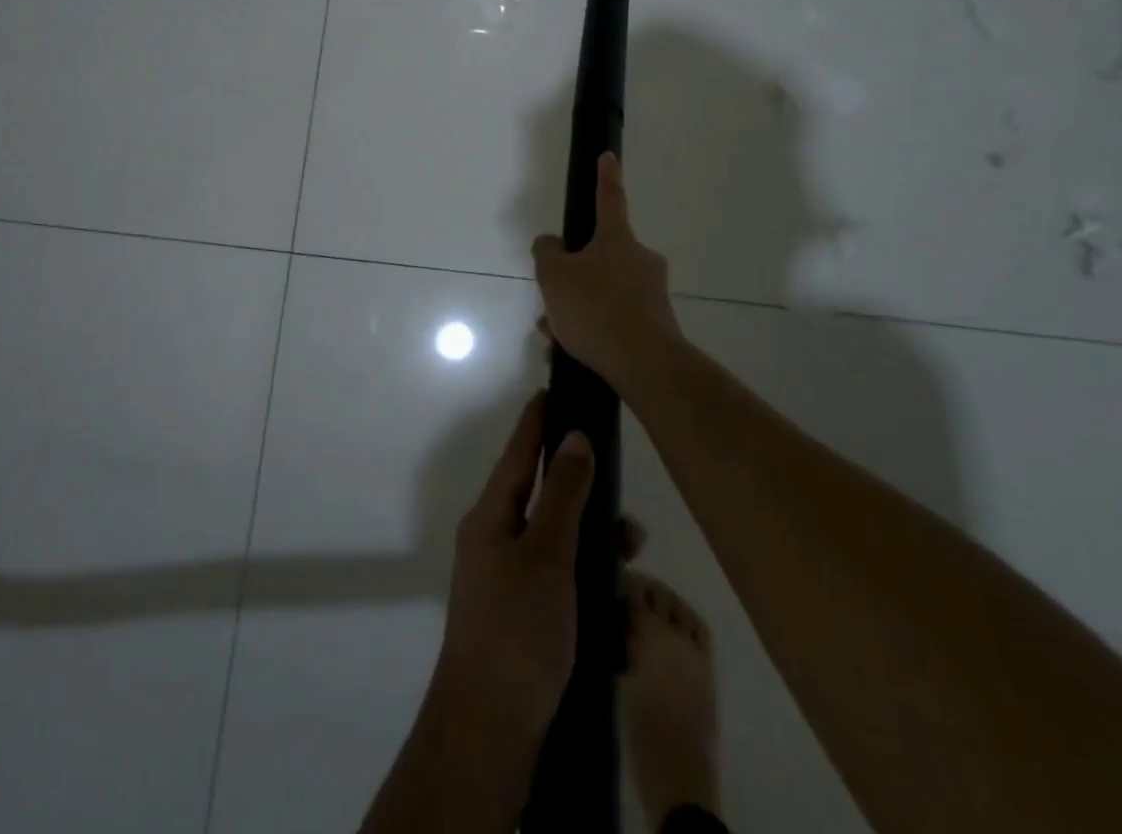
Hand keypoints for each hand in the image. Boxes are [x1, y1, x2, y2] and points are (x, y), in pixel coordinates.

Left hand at [433, 392, 595, 754]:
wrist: (490, 731)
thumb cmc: (516, 628)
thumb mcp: (546, 554)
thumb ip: (563, 494)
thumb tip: (574, 436)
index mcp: (491, 518)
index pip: (517, 453)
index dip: (536, 421)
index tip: (554, 389)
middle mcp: (497, 543)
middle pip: (545, 503)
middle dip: (587, 503)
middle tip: (628, 521)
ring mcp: (510, 584)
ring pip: (561, 548)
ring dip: (596, 554)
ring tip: (631, 574)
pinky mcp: (527, 622)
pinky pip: (565, 590)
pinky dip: (591, 595)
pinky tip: (620, 621)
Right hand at [532, 153, 683, 393]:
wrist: (645, 363)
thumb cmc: (596, 308)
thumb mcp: (554, 276)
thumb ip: (547, 253)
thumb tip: (551, 244)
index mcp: (617, 239)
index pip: (609, 198)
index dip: (605, 176)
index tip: (609, 156)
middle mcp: (640, 259)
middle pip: (601, 256)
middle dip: (575, 275)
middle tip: (553, 298)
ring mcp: (652, 293)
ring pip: (605, 291)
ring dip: (580, 307)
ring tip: (556, 334)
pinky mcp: (657, 324)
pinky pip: (616, 319)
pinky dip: (595, 329)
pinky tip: (573, 350)